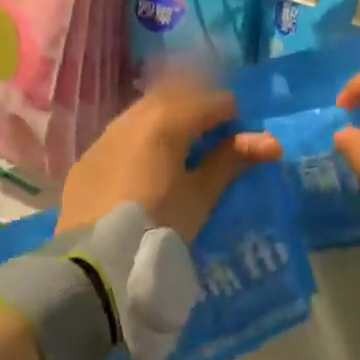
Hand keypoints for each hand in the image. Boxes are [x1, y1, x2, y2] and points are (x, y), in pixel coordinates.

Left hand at [58, 75, 280, 241]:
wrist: (93, 262)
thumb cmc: (158, 224)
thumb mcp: (200, 196)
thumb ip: (232, 161)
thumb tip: (272, 142)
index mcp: (166, 121)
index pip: (209, 102)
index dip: (230, 114)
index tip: (241, 136)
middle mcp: (132, 118)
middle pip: (173, 97)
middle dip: (197, 109)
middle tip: (214, 135)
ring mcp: (104, 137)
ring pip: (143, 113)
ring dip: (166, 120)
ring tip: (181, 149)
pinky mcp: (86, 160)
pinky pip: (120, 135)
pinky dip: (140, 138)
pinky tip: (145, 165)